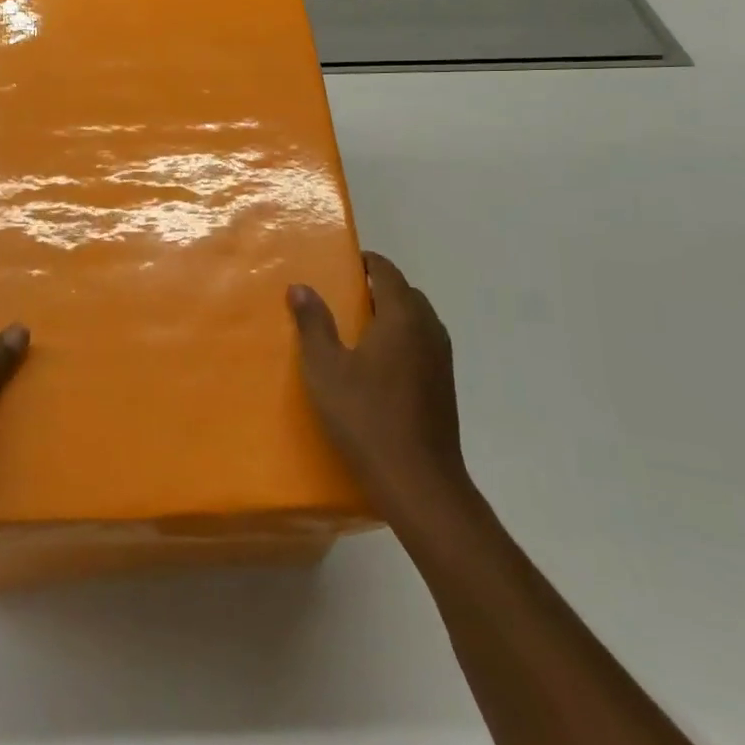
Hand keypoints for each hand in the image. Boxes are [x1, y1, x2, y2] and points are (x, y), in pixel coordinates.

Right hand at [288, 252, 468, 520]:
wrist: (418, 481)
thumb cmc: (366, 417)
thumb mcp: (325, 368)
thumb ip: (313, 324)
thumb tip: (300, 287)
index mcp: (402, 317)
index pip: (387, 272)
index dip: (366, 262)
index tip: (342, 263)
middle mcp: (429, 330)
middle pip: (406, 293)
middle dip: (378, 287)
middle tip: (344, 296)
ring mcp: (442, 359)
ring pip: (418, 320)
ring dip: (392, 314)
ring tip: (358, 328)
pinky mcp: (444, 386)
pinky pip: (423, 344)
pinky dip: (402, 338)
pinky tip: (378, 364)